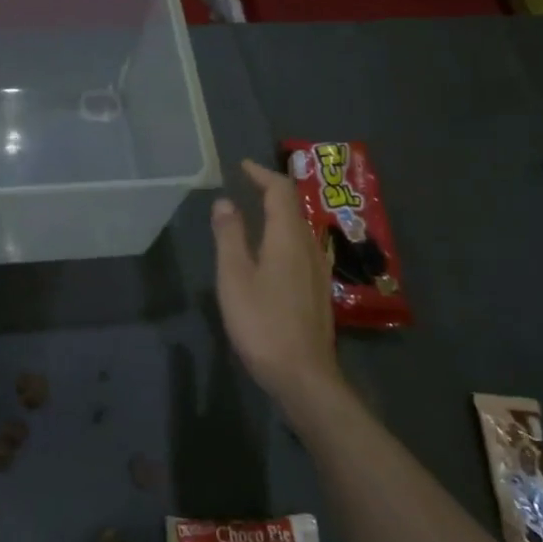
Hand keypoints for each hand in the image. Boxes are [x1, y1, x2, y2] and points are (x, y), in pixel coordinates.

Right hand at [212, 159, 341, 413]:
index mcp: (288, 238)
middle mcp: (309, 247)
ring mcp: (318, 270)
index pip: (280, 192)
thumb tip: (224, 201)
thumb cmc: (262, 323)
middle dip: (272, 191)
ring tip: (257, 213)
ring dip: (280, 214)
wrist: (303, 375)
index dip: (262, 174)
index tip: (242, 166)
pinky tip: (272, 252)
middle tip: (248, 185)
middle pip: (294, 207)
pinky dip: (285, 235)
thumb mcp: (234, 277)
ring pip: (300, 229)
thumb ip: (229, 236)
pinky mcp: (318, 290)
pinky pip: (302, 247)